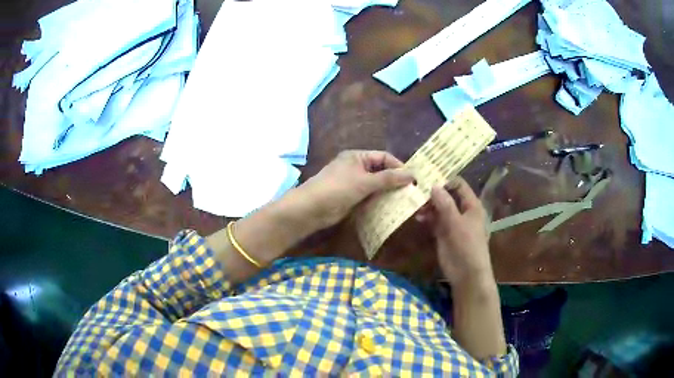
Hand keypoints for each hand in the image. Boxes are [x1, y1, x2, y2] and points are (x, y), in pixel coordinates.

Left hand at [297, 150, 413, 228]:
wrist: (311, 209)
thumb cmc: (338, 189)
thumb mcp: (365, 181)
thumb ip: (388, 178)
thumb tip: (412, 175)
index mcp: (358, 157)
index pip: (384, 157)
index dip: (398, 166)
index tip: (413, 179)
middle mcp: (356, 167)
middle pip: (380, 171)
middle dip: (395, 181)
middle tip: (412, 192)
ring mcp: (353, 183)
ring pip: (376, 186)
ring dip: (388, 193)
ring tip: (405, 201)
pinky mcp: (351, 198)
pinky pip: (369, 197)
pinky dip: (379, 201)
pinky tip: (390, 209)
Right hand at [423, 178, 493, 285]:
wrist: (467, 275)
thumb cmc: (467, 246)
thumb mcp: (456, 223)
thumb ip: (445, 204)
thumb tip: (433, 185)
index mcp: (471, 205)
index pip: (459, 185)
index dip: (445, 180)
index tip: (428, 178)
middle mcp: (462, 211)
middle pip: (447, 196)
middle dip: (433, 193)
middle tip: (416, 190)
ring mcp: (453, 223)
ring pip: (439, 208)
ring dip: (428, 206)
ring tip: (415, 205)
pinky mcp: (444, 234)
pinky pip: (435, 221)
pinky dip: (427, 218)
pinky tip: (418, 218)